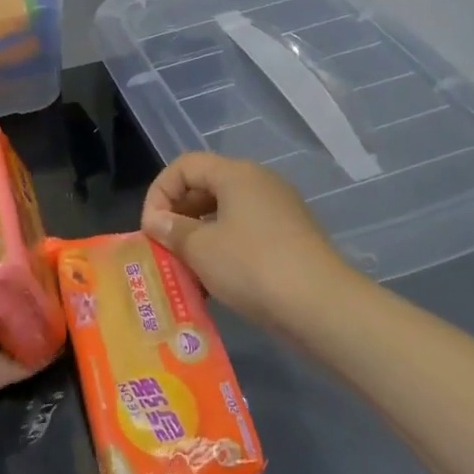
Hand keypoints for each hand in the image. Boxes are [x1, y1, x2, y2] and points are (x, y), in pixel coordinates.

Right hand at [141, 153, 351, 323]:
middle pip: (206, 186)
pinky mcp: (292, 238)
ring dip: (200, 236)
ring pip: (226, 213)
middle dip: (179, 215)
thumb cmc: (252, 266)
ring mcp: (280, 210)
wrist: (322, 307)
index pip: (184, 166)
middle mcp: (260, 183)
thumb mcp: (200, 248)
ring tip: (187, 268)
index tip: (151, 228)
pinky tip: (216, 281)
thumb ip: (172, 230)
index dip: (160, 192)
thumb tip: (157, 222)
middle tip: (165, 246)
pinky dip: (225, 249)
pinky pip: (247, 233)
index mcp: (236, 174)